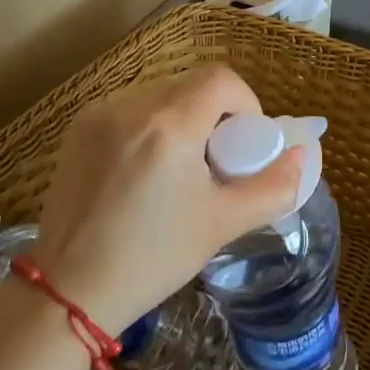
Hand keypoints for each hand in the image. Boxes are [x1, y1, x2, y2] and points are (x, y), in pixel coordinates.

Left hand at [0, 66, 303, 334]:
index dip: (245, 101)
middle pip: (191, 84)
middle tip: (215, 159)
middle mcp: (131, 107)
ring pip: (160, 93)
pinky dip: (150, 123)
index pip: (221, 78)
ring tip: (179, 165)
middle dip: (214, 112)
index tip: (243, 142)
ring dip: (182, 115)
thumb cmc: (152, 258)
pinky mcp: (78, 128)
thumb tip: (301, 157)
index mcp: (169, 126)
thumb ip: (273, 187)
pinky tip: (144, 167)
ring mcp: (99, 114)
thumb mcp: (222, 224)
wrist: (68, 290)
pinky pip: (130, 107)